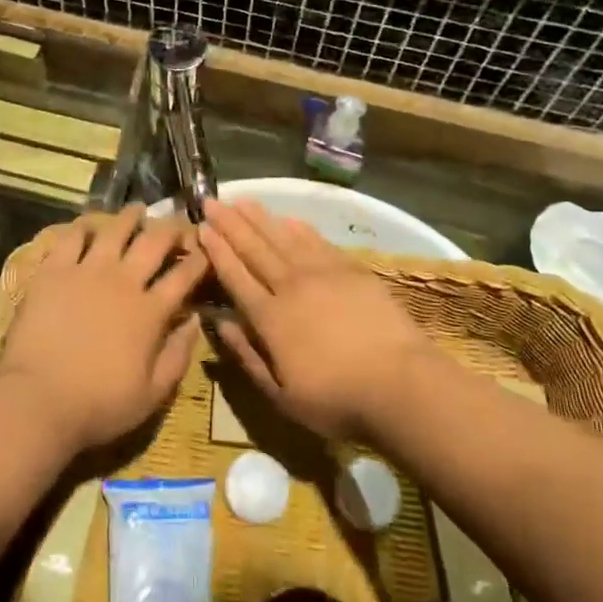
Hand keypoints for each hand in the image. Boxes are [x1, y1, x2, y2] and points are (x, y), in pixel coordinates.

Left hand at [0, 207, 208, 453]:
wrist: (37, 401)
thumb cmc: (98, 405)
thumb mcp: (152, 395)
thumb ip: (179, 356)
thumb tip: (196, 322)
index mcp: (150, 311)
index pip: (183, 275)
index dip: (199, 259)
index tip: (206, 250)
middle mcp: (124, 281)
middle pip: (154, 242)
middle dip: (172, 228)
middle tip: (177, 224)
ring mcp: (87, 271)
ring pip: (116, 229)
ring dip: (131, 217)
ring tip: (138, 210)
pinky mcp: (54, 270)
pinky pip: (72, 236)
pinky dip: (85, 226)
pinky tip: (90, 225)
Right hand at [199, 200, 440, 441]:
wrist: (400, 383)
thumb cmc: (337, 400)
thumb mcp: (282, 396)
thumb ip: (247, 356)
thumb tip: (220, 323)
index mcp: (270, 318)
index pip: (236, 276)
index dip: (217, 252)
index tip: (202, 228)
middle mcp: (291, 286)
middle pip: (255, 249)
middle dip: (231, 224)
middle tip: (213, 201)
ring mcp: (322, 274)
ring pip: (283, 238)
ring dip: (261, 218)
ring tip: (243, 201)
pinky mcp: (351, 270)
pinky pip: (317, 242)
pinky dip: (299, 229)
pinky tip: (288, 219)